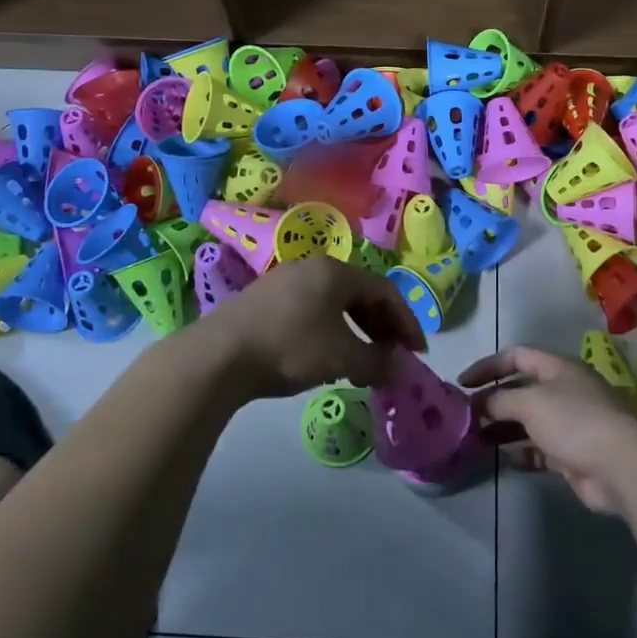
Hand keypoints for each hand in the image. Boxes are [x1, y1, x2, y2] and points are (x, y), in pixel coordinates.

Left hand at [196, 256, 427, 400]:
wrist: (218, 356)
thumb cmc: (290, 347)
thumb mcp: (341, 356)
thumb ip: (377, 361)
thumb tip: (401, 370)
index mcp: (336, 271)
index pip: (385, 291)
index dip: (406, 322)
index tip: (417, 352)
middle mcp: (312, 268)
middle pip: (359, 294)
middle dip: (381, 328)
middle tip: (391, 357)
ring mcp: (284, 282)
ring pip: (334, 304)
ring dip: (355, 333)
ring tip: (360, 364)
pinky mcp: (263, 301)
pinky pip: (310, 311)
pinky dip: (329, 333)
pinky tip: (325, 359)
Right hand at [459, 346, 636, 513]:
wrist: (622, 466)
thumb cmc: (574, 420)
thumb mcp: (530, 402)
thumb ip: (500, 400)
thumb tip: (479, 404)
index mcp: (557, 367)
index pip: (516, 356)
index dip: (488, 366)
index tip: (462, 384)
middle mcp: (563, 390)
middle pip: (520, 389)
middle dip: (492, 401)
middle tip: (464, 416)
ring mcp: (569, 423)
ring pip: (527, 421)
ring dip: (502, 429)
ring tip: (475, 439)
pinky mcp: (572, 454)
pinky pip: (538, 449)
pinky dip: (519, 453)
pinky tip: (501, 459)